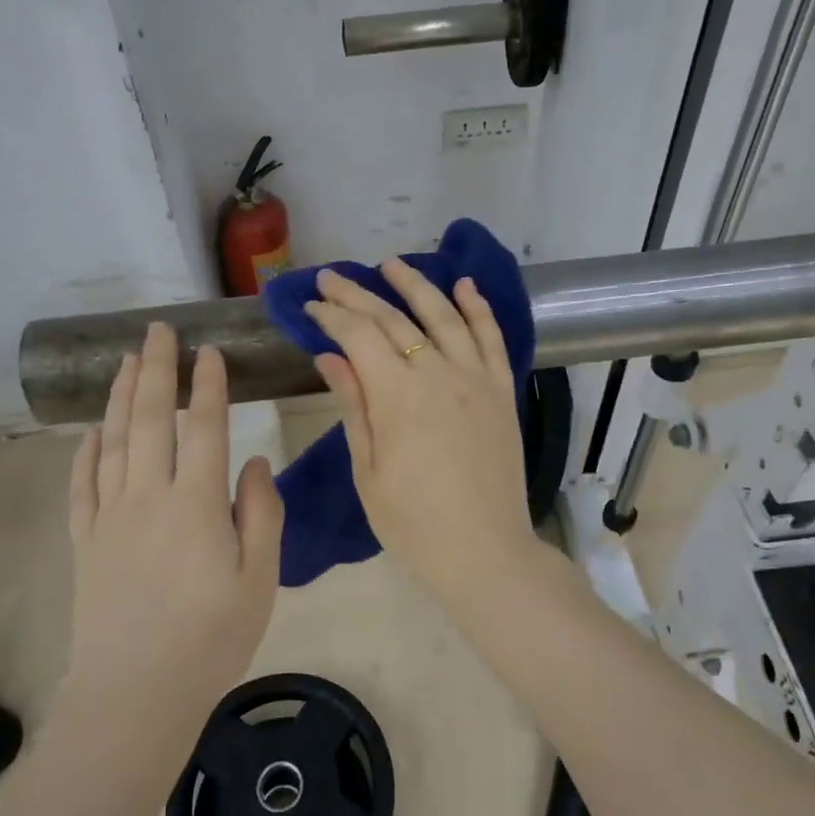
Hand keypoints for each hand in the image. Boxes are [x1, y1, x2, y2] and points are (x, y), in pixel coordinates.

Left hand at [65, 322, 282, 704]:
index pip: (205, 427)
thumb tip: (255, 461)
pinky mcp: (85, 542)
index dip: (209, 386)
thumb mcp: (260, 579)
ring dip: (121, 397)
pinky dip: (85, 451)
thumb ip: (262, 513)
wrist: (134, 696)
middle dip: (156, 370)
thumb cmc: (210, 639)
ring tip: (126, 361)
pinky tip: (91, 432)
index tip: (210, 351)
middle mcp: (148, 497)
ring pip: (113, 441)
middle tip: (158, 331)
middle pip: (151, 419)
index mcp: (196, 504)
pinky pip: (81, 484)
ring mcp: (109, 517)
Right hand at [305, 262, 541, 601]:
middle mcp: (439, 373)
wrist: (485, 551)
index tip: (311, 304)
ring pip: (444, 315)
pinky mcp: (502, 391)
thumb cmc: (413, 522)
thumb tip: (330, 356)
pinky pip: (492, 338)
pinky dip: (478, 308)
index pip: (359, 336)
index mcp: (398, 395)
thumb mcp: (367, 470)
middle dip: (359, 295)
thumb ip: (353, 406)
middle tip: (333, 278)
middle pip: (395, 319)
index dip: (332, 316)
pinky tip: (465, 286)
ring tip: (391, 264)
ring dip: (416, 286)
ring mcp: (476, 379)